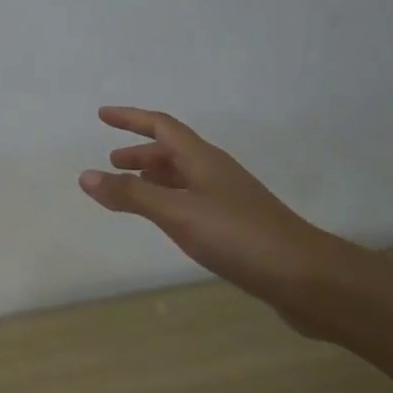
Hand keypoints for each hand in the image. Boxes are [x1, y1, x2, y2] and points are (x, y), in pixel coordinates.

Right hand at [79, 107, 334, 302]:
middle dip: (141, 152)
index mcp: (203, 160)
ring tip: (132, 189)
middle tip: (112, 162)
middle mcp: (216, 172)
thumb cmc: (238, 237)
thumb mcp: (177, 214)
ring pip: (184, 176)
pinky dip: (170, 200)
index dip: (131, 119)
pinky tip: (167, 220)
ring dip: (155, 176)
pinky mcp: (237, 225)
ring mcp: (230, 198)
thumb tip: (86, 175)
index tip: (102, 115)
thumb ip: (131, 196)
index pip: (161, 127)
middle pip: (173, 151)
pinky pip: (193, 199)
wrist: (306, 277)